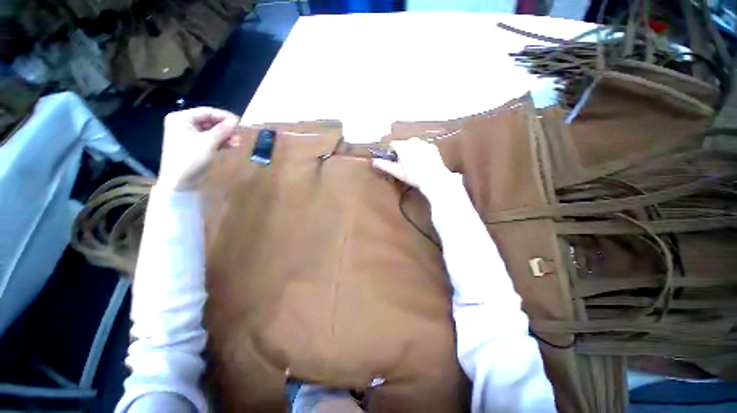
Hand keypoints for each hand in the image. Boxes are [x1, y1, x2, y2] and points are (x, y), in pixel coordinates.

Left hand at [158, 107, 238, 189]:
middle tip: (239, 134)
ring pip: (212, 131)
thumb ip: (222, 130)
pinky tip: (231, 145)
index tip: (239, 122)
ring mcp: (190, 135)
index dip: (224, 116)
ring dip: (226, 136)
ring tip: (237, 142)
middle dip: (226, 128)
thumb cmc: (190, 158)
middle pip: (210, 121)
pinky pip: (211, 139)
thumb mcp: (208, 142)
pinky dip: (221, 142)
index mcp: (182, 118)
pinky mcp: (196, 145)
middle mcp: (184, 124)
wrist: (179, 181)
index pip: (207, 112)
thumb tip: (236, 121)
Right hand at [372, 138, 451, 190]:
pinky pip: (423, 147)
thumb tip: (373, 161)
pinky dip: (422, 152)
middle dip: (402, 151)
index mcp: (402, 146)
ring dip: (412, 151)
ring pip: (413, 145)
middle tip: (405, 164)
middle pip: (403, 144)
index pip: (392, 144)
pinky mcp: (432, 146)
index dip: (392, 152)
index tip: (394, 160)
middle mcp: (413, 141)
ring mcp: (424, 143)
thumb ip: (384, 165)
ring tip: (415, 164)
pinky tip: (423, 162)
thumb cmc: (413, 176)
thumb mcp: (397, 172)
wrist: (433, 179)